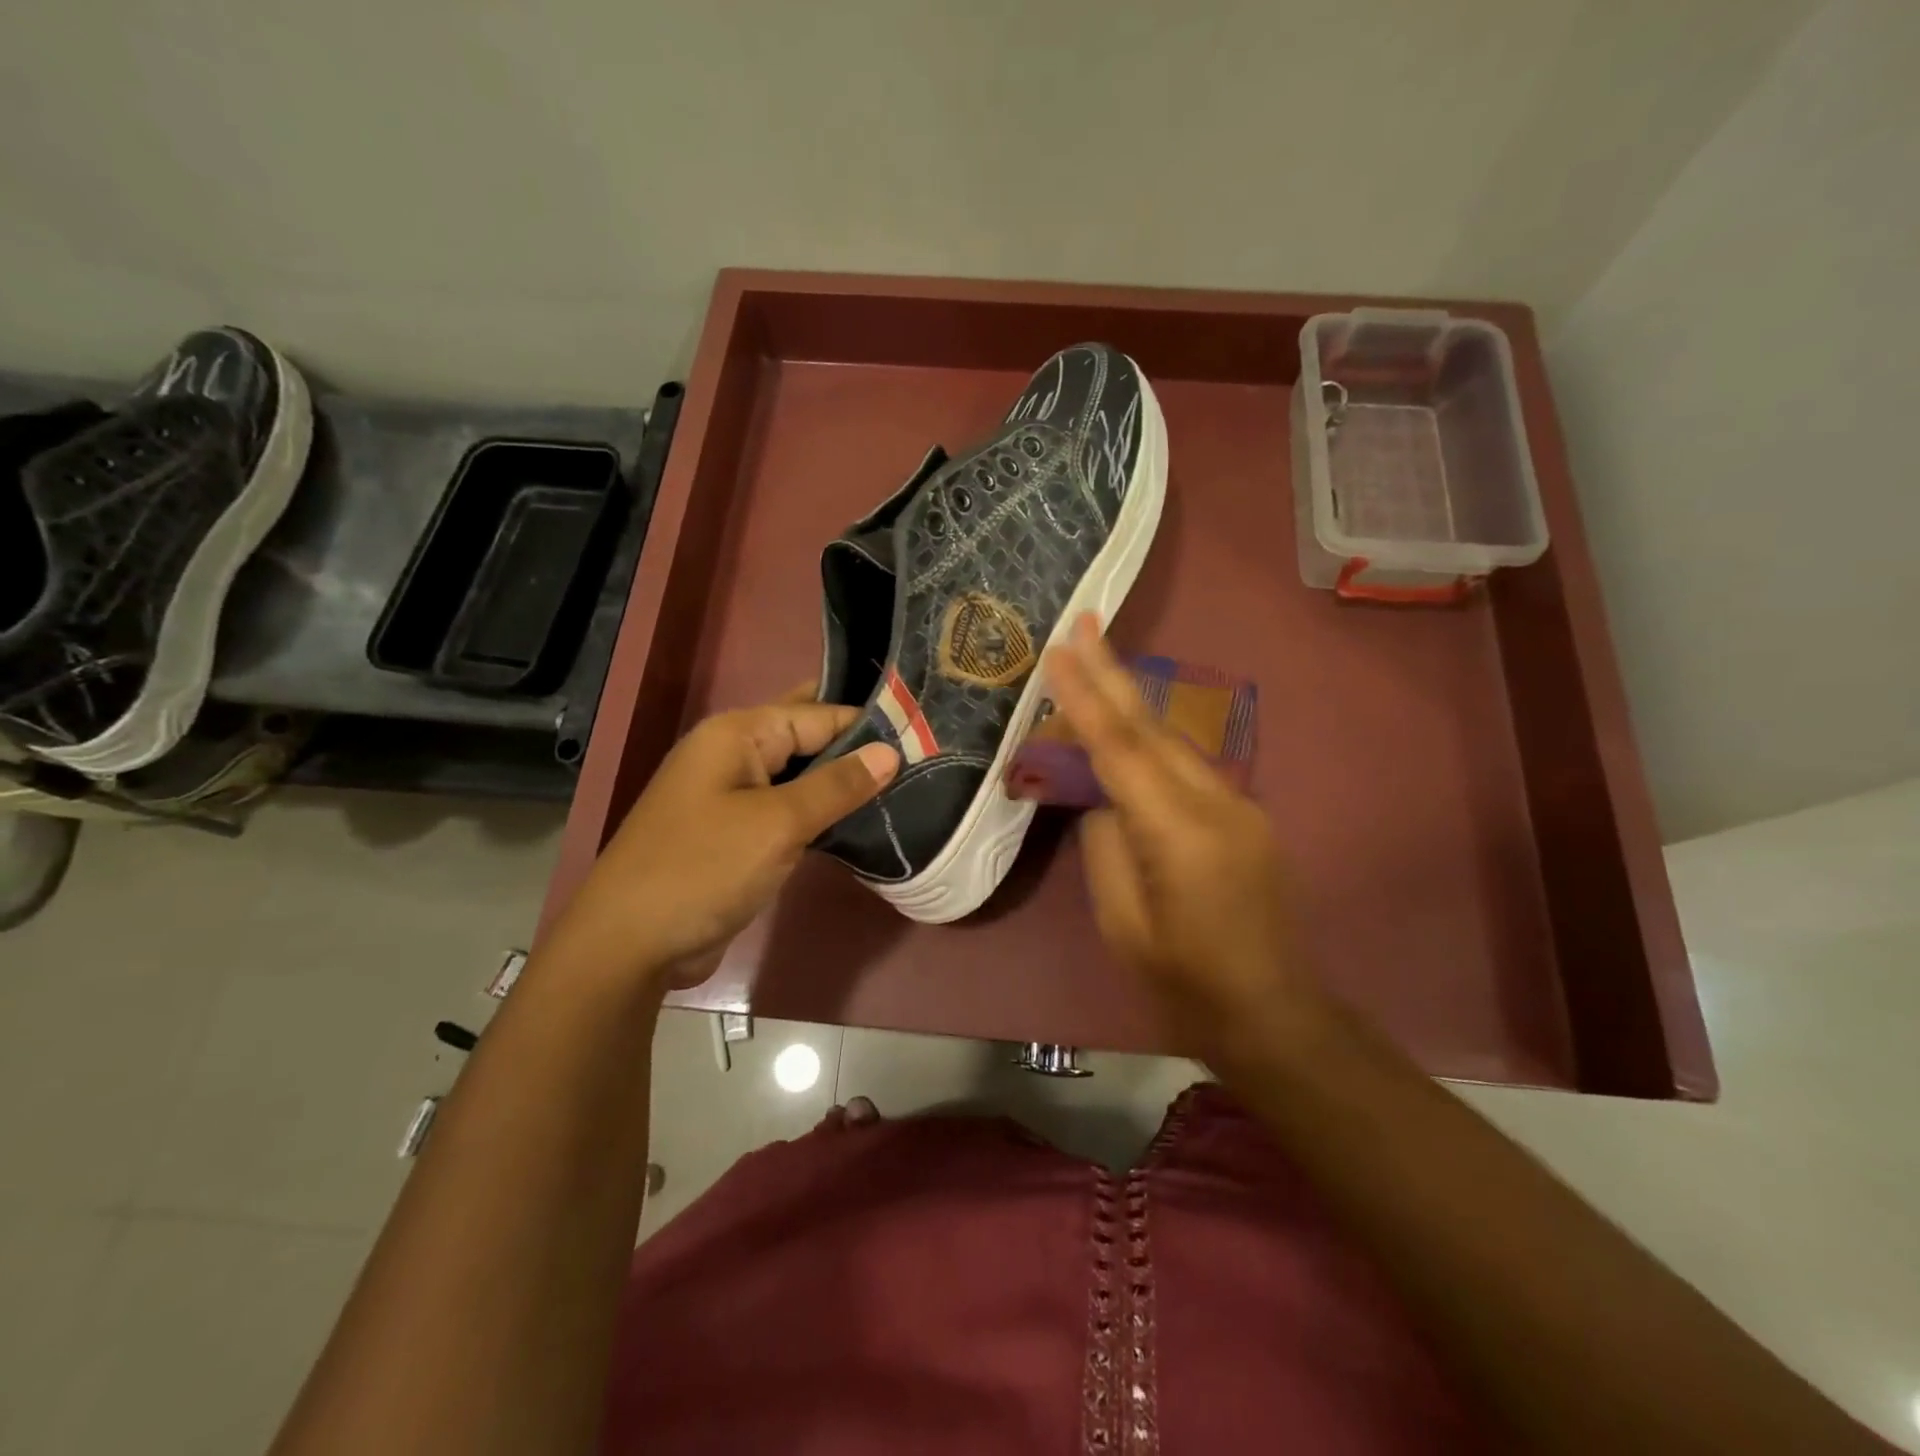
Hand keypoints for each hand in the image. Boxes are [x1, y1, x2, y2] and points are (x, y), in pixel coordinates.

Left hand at [552, 686, 896, 989]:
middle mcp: (734, 755)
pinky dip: (821, 812)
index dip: (869, 723)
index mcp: (738, 734)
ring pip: (800, 776)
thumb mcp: (778, 823)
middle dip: (856, 746)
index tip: (925, 733)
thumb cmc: (704, 869)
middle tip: (920, 752)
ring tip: (906, 784)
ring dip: (842, 782)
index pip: (818, 714)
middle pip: (807, 737)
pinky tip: (861, 819)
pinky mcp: (736, 833)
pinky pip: (788, 809)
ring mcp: (732, 795)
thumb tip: (890, 752)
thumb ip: (837, 785)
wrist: (630, 944)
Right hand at [1045, 616, 1328, 1071]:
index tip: (1059, 651)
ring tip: (1095, 663)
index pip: (1121, 749)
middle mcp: (1217, 804)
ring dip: (1131, 703)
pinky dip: (1151, 741)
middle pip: (1153, 727)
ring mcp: (1239, 806)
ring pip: (1173, 741)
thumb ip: (1105, 845)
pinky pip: (1187, 767)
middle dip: (1114, 672)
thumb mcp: (1122, 922)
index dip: (1086, 697)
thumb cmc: (1184, 982)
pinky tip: (1128, 731)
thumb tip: (1102, 798)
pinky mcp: (1245, 816)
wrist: (1273, 1014)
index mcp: (1180, 834)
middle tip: (1084, 622)